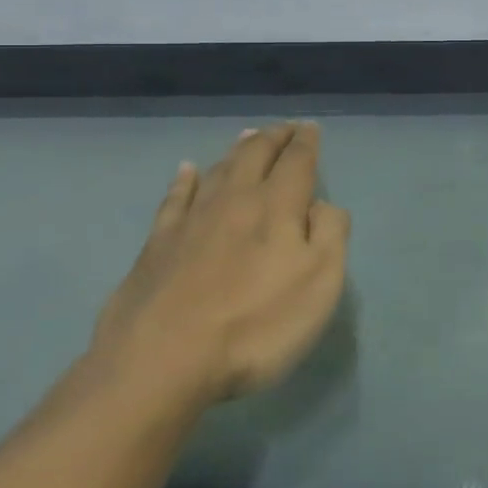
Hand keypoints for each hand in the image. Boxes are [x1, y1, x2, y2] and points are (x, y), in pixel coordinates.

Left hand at [91, 122, 349, 408]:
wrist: (162, 360)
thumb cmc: (255, 325)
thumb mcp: (320, 284)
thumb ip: (330, 234)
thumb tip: (322, 205)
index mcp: (276, 206)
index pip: (297, 162)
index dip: (306, 142)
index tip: (310, 127)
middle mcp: (234, 200)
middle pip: (255, 155)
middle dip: (274, 137)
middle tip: (285, 128)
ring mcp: (191, 219)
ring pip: (219, 169)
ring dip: (237, 149)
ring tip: (248, 136)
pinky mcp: (157, 243)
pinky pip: (175, 197)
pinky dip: (185, 178)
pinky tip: (187, 169)